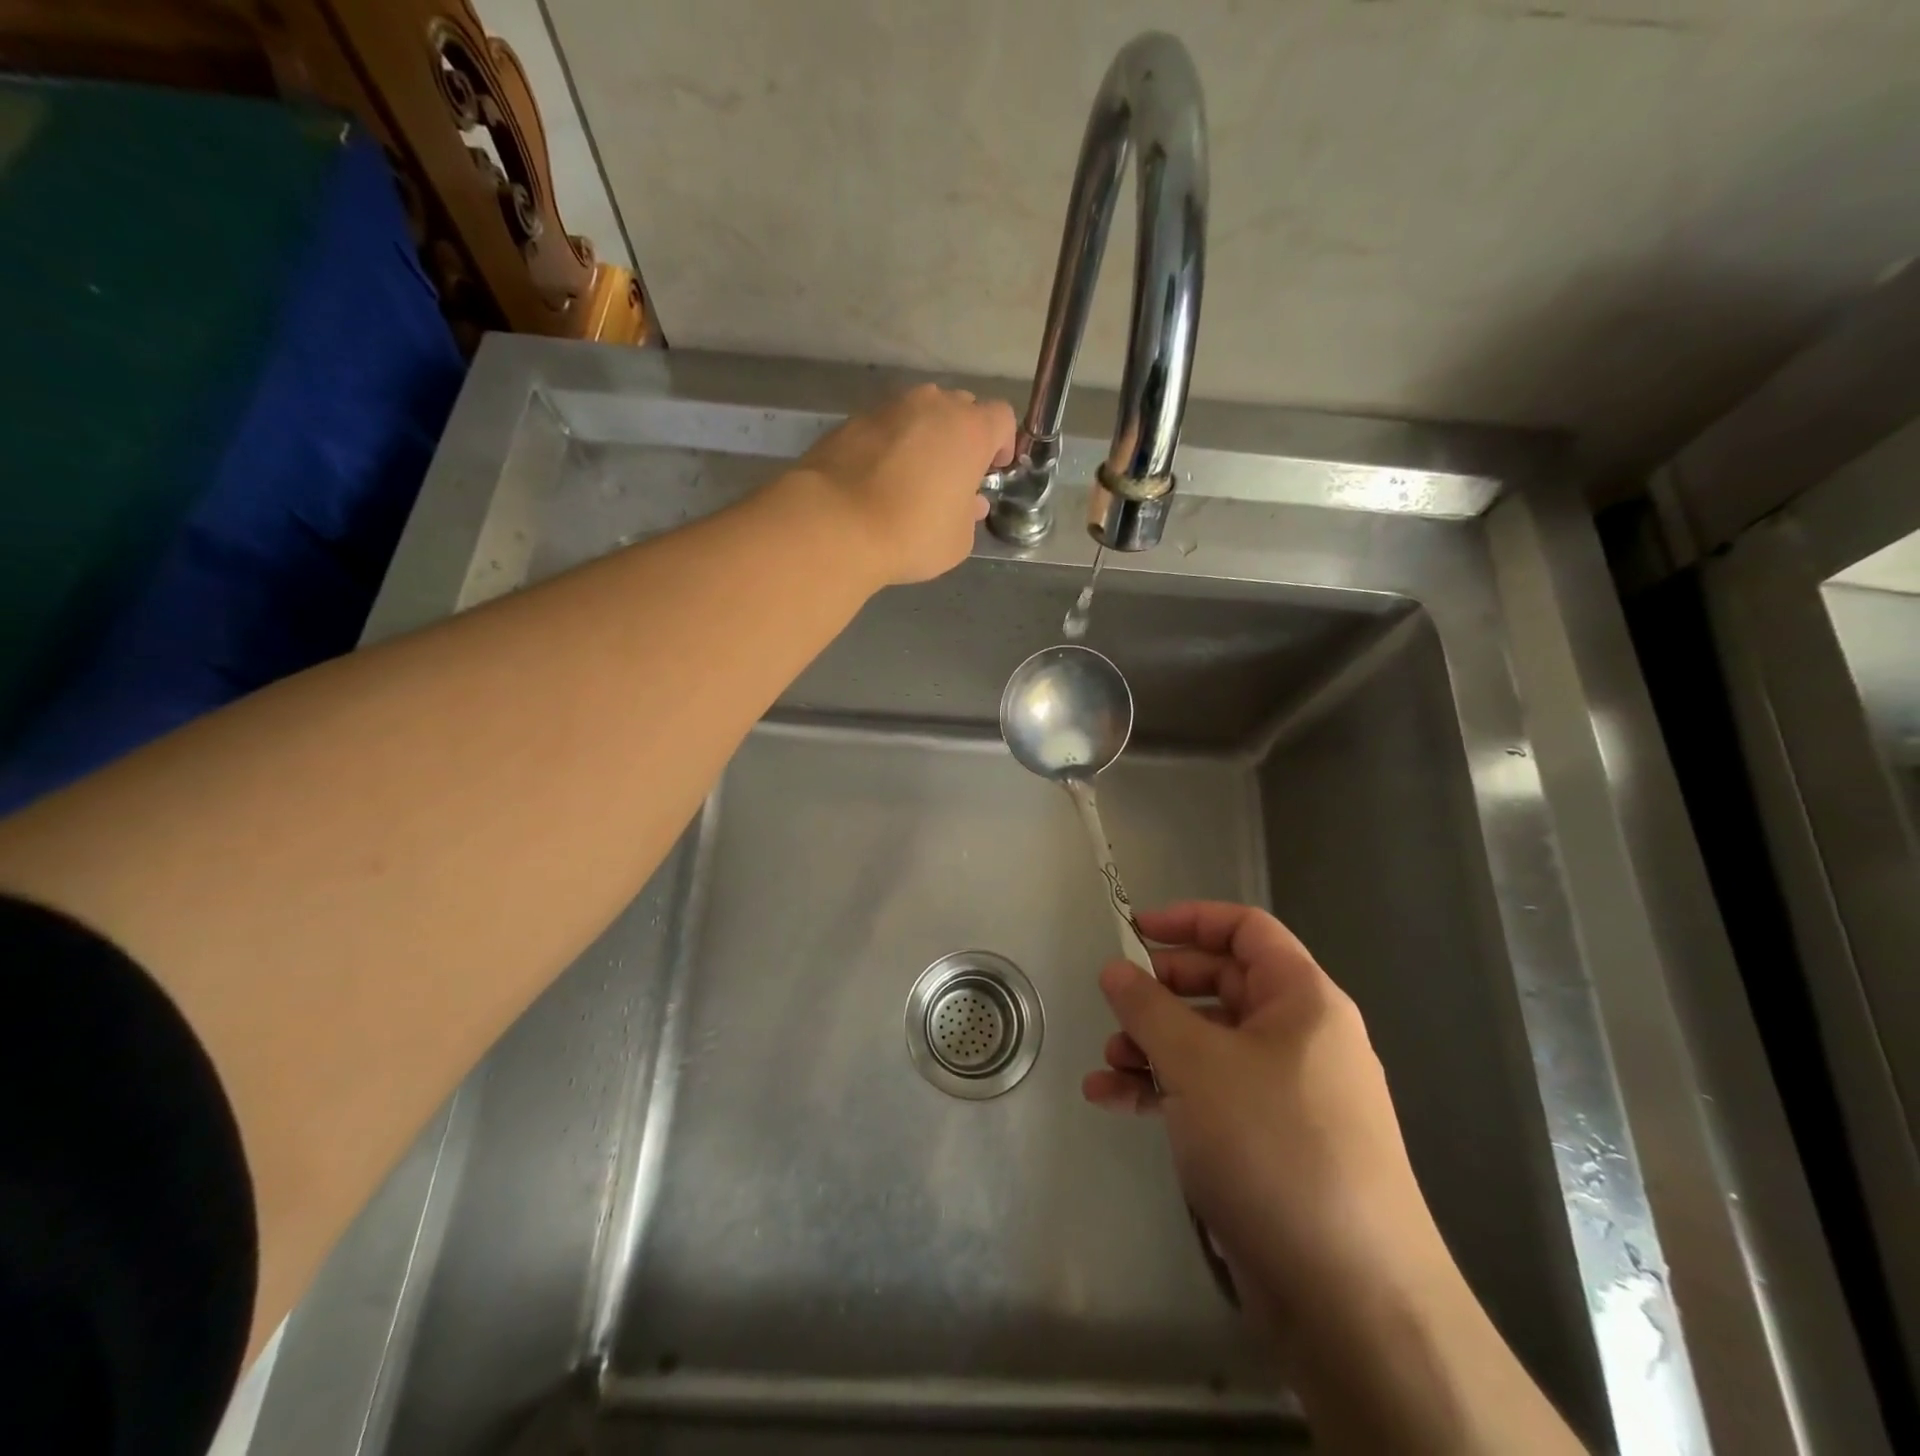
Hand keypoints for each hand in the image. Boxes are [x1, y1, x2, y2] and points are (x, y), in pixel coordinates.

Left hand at [789, 384, 1015, 585]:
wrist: (835, 525)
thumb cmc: (911, 535)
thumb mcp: (958, 540)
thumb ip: (969, 515)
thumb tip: (969, 502)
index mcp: (969, 430)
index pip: (1001, 418)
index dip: (1002, 444)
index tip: (991, 471)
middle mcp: (932, 406)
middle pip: (960, 408)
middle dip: (962, 436)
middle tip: (953, 475)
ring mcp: (888, 408)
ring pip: (918, 414)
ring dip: (923, 437)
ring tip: (912, 477)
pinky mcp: (851, 421)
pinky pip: (884, 428)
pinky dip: (888, 446)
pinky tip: (878, 480)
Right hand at [1085, 900, 1587, 1452]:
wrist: (1351, 1299)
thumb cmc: (1273, 1146)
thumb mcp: (1197, 1063)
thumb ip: (1148, 1008)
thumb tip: (1115, 969)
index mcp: (1303, 1000)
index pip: (1246, 929)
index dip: (1189, 919)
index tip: (1133, 929)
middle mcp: (1300, 1037)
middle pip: (1221, 985)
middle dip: (1161, 992)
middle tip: (1115, 1003)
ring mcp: (1285, 1093)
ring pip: (1208, 1043)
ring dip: (1153, 1046)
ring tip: (1107, 1064)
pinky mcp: (1269, 1142)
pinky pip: (1209, 1093)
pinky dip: (1163, 1090)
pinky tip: (1113, 1101)